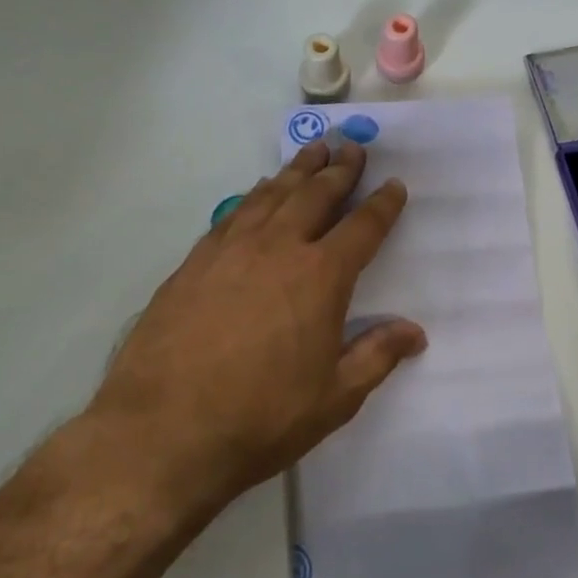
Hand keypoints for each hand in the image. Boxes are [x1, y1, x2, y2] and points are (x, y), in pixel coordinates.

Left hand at [90, 139, 424, 513]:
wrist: (162, 431)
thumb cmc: (261, 418)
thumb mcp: (334, 398)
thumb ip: (377, 356)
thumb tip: (415, 332)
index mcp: (321, 277)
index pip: (362, 227)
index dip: (382, 204)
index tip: (394, 184)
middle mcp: (279, 248)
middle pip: (316, 195)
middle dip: (340, 169)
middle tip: (353, 146)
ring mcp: (232, 250)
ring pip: (273, 194)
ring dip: (298, 169)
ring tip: (314, 150)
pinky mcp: (195, 261)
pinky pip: (234, 212)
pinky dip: (255, 194)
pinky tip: (259, 190)